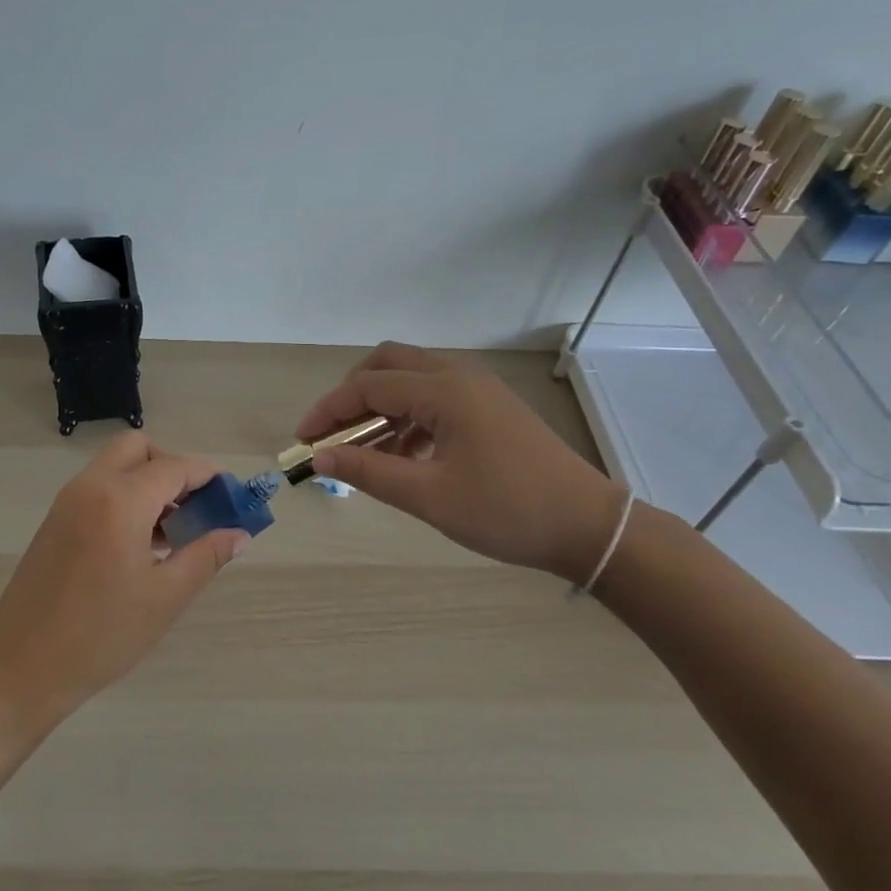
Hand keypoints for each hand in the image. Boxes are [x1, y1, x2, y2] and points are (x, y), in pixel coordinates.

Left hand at [0, 432, 247, 742]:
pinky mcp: (54, 522)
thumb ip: (206, 556)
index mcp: (120, 501)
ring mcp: (66, 503)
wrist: (21, 670)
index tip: (232, 496)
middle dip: (172, 468)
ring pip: (116, 468)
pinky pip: (97, 489)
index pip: (174, 467)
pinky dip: (125, 497)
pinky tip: (141, 544)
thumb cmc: (101, 636)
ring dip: (148, 483)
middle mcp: (90, 488)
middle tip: (195, 508)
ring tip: (174, 532)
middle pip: (138, 449)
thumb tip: (240, 533)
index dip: (208, 477)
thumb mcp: (165, 597)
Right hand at [296, 342, 625, 581]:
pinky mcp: (489, 407)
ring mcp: (478, 390)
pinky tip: (403, 456)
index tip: (302, 442)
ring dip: (380, 406)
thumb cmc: (507, 511)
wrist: (588, 526)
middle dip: (351, 394)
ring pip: (411, 378)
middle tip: (332, 434)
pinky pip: (434, 396)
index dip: (328, 411)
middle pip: (387, 363)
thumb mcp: (429, 496)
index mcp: (444, 391)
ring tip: (363, 452)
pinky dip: (407, 416)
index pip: (368, 387)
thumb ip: (368, 472)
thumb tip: (319, 458)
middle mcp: (459, 377)